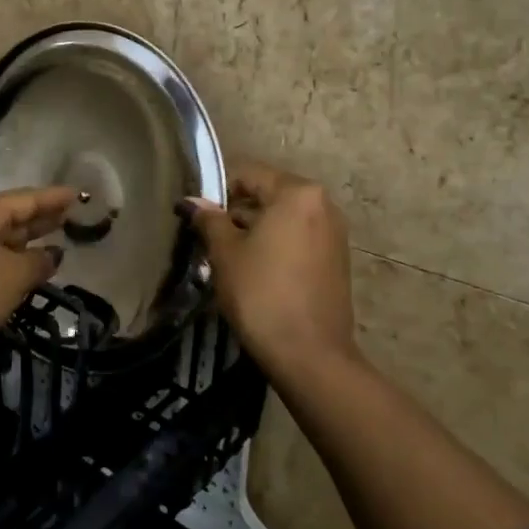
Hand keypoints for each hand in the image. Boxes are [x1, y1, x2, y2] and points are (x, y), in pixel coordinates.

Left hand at [0, 187, 78, 367]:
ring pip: (0, 238)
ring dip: (26, 241)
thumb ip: (38, 263)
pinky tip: (24, 269)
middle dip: (42, 217)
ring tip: (55, 240)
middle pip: (12, 215)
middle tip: (72, 216)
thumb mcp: (11, 277)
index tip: (81, 195)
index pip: (28, 198)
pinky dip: (10, 260)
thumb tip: (52, 254)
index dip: (56, 198)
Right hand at [182, 162, 356, 380]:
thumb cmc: (261, 293)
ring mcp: (334, 233)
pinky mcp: (336, 260)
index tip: (196, 214)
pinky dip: (275, 245)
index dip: (216, 189)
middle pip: (268, 194)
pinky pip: (298, 238)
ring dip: (254, 230)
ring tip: (227, 257)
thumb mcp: (225, 253)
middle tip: (208, 238)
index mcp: (297, 193)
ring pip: (283, 218)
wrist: (309, 354)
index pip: (248, 173)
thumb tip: (192, 202)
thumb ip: (209, 219)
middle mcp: (322, 204)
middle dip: (236, 211)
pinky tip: (255, 272)